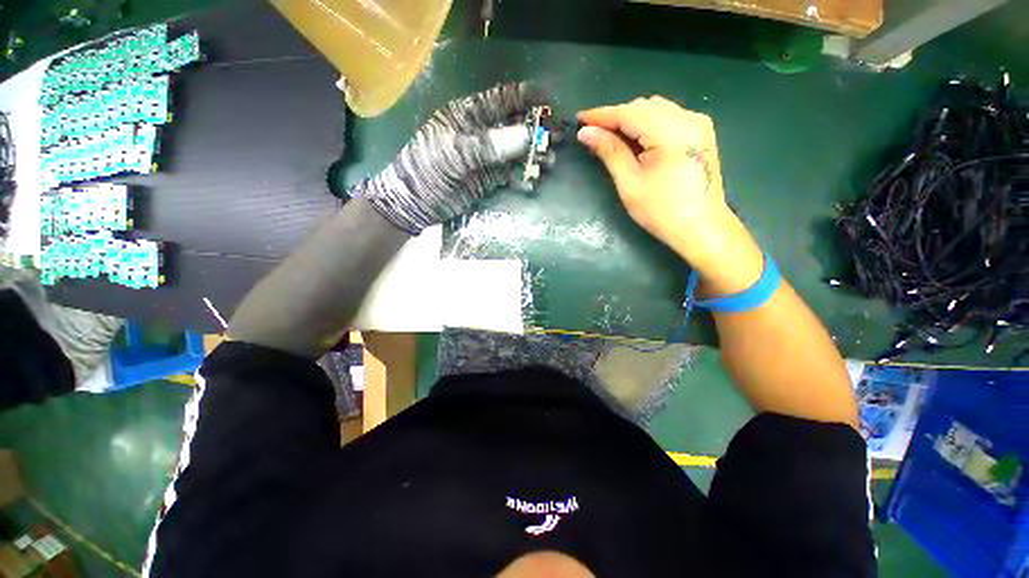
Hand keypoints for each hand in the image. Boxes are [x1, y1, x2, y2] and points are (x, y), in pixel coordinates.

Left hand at [360, 82, 547, 234]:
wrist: (416, 203)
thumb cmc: (428, 170)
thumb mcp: (455, 153)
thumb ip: (489, 144)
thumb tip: (526, 135)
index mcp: (469, 115)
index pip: (501, 99)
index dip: (525, 96)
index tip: (549, 99)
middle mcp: (481, 133)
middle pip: (514, 125)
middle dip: (537, 129)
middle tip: (557, 136)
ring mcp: (487, 157)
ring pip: (516, 151)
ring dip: (534, 154)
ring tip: (550, 161)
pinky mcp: (489, 179)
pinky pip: (511, 175)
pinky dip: (522, 178)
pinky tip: (532, 182)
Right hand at [578, 97, 761, 293]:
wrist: (701, 228)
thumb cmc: (661, 211)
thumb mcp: (630, 184)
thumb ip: (609, 152)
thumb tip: (586, 133)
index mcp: (671, 132)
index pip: (629, 113)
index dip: (601, 115)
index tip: (579, 119)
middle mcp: (688, 118)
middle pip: (643, 107)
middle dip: (616, 117)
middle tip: (593, 134)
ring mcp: (698, 123)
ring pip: (655, 110)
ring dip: (631, 120)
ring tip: (611, 138)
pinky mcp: (701, 132)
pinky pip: (668, 117)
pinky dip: (647, 125)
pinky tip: (636, 140)